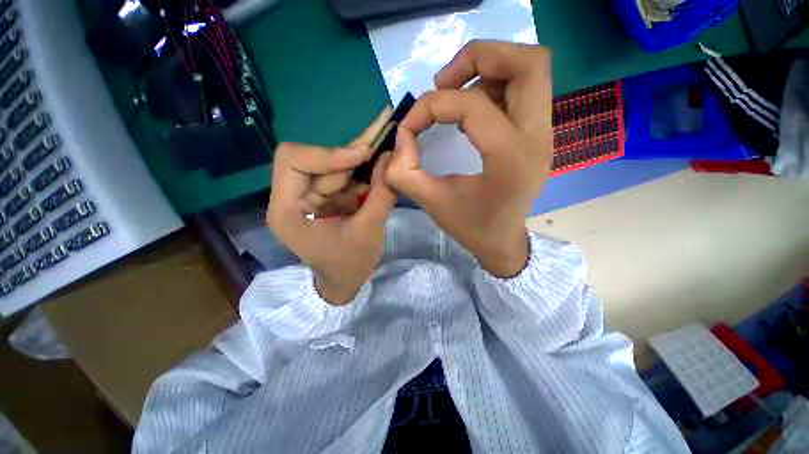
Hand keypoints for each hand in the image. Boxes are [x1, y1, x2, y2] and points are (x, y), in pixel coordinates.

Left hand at [266, 110, 396, 304]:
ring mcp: (309, 197)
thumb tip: (391, 157)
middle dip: (351, 154)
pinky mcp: (325, 199)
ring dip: (360, 160)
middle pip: (317, 160)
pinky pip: (344, 178)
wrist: (345, 282)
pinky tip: (381, 166)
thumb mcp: (368, 232)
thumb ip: (381, 194)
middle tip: (382, 136)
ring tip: (386, 144)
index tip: (365, 154)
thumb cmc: (350, 265)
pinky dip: (363, 173)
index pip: (293, 161)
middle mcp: (292, 197)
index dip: (329, 153)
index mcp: (287, 210)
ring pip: (333, 166)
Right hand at [386, 41, 552, 277]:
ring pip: (529, 69)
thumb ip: (405, 172)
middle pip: (526, 62)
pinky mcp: (539, 134)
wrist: (502, 242)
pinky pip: (524, 89)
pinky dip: (494, 84)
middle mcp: (537, 138)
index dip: (432, 105)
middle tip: (443, 83)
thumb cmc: (471, 227)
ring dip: (487, 69)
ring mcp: (544, 133)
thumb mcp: (432, 203)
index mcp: (510, 159)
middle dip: (478, 58)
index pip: (472, 104)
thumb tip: (401, 138)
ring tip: (455, 93)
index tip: (411, 125)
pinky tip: (471, 108)